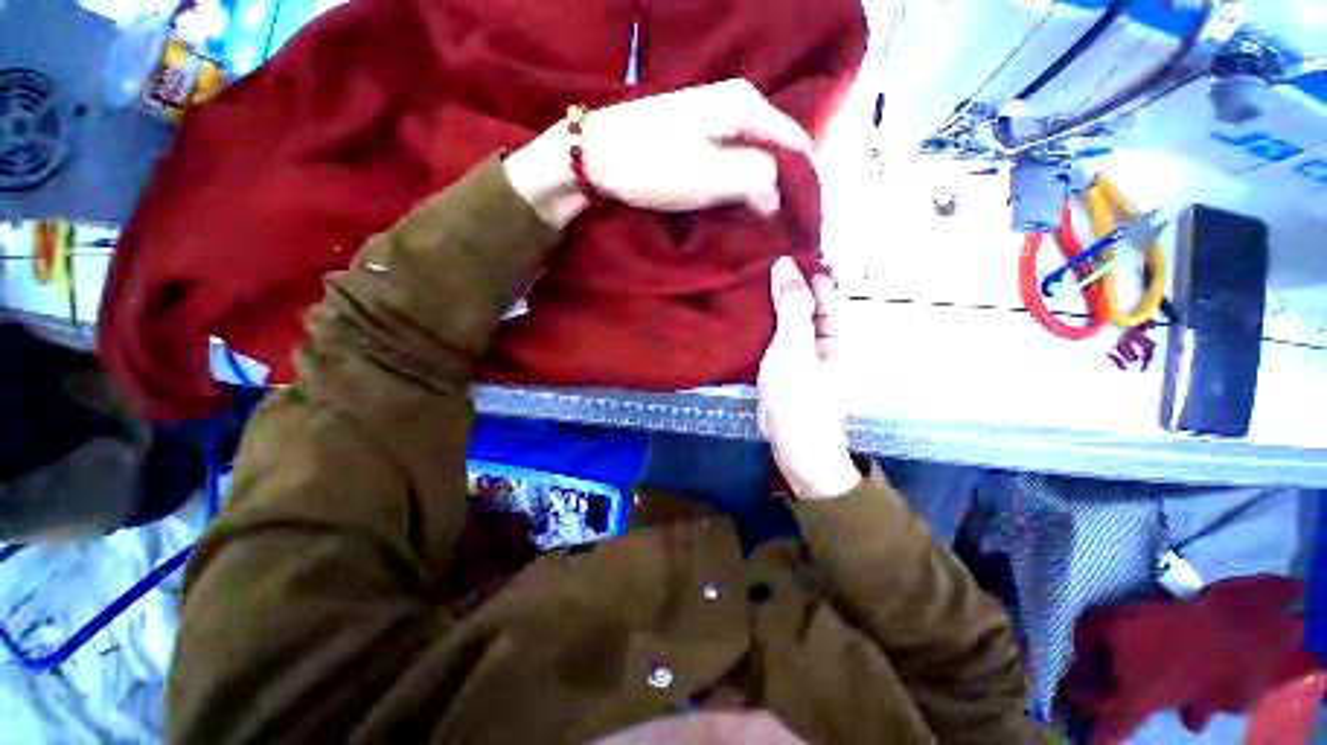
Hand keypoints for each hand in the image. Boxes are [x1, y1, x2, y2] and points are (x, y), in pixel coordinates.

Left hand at [504, 79, 810, 227]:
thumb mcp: (711, 176)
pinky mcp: (696, 136)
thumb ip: (758, 182)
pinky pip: (732, 161)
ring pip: (754, 157)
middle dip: (785, 190)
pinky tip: (738, 207)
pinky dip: (741, 186)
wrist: (596, 155)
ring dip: (762, 191)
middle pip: (777, 150)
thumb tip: (778, 199)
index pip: (797, 144)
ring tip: (764, 224)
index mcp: (747, 105)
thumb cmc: (653, 164)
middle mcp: (737, 104)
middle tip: (784, 228)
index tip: (803, 224)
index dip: (806, 186)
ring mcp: (714, 118)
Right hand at [757, 257, 859, 500]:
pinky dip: (764, 322)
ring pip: (789, 318)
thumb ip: (792, 307)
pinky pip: (777, 334)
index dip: (805, 268)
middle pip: (806, 301)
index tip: (776, 250)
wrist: (791, 441)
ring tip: (745, 281)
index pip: (825, 288)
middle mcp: (824, 336)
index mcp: (838, 330)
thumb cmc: (799, 395)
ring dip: (771, 303)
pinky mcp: (786, 361)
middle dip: (785, 284)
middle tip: (753, 263)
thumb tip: (785, 264)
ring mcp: (803, 349)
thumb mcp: (794, 347)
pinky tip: (745, 311)